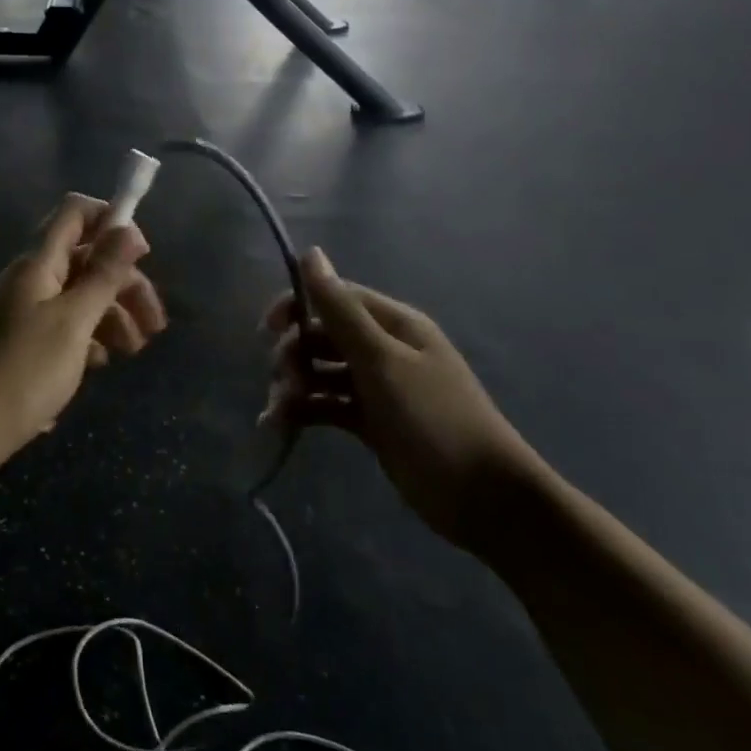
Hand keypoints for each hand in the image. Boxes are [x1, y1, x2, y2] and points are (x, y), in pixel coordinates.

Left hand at [0, 194, 165, 483]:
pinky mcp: (18, 344)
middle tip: (155, 325)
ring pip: (77, 297)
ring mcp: (21, 312)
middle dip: (124, 285)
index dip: (112, 221)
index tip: (143, 255)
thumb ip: (103, 274)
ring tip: (132, 352)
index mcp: (38, 264)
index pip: (76, 213)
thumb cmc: (22, 373)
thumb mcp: (73, 322)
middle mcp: (29, 279)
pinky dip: (85, 339)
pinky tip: (97, 367)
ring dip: (111, 316)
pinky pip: (60, 327)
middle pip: (85, 261)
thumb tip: (128, 228)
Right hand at [261, 249, 541, 553]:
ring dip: (295, 385)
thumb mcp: (382, 360)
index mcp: (393, 325)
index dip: (298, 306)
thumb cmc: (433, 419)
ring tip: (280, 412)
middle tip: (284, 382)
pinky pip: (328, 405)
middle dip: (295, 353)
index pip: (335, 297)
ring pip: (322, 372)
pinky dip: (304, 411)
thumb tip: (310, 252)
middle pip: (323, 336)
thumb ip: (341, 310)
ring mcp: (377, 387)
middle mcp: (384, 349)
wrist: (483, 498)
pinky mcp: (371, 422)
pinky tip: (280, 426)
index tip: (267, 329)